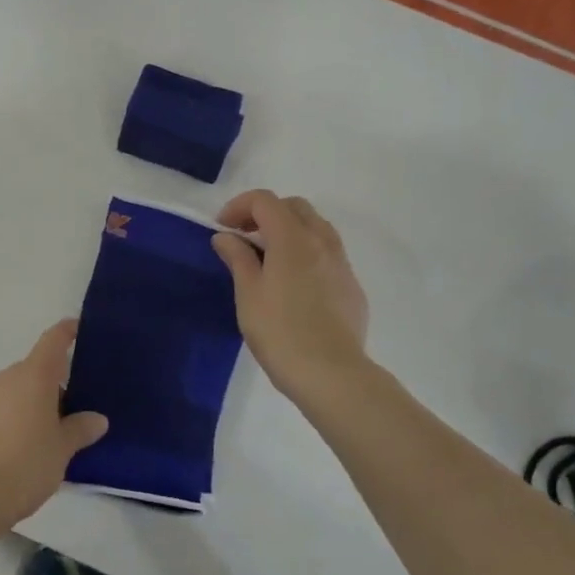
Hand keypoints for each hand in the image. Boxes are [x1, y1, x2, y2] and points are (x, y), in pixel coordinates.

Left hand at [0, 320, 108, 526]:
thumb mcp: (62, 449)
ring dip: (34, 404)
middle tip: (76, 408)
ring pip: (17, 391)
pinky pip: (1, 410)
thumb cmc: (24, 463)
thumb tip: (97, 419)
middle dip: (55, 383)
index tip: (78, 328)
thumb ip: (80, 429)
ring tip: (53, 434)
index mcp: (33, 375)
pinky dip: (16, 419)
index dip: (67, 331)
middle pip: (36, 369)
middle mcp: (7, 378)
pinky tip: (25, 448)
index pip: (53, 340)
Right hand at [212, 191, 372, 406]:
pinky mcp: (351, 286)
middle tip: (244, 237)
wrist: (331, 373)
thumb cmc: (280, 331)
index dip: (239, 206)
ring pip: (316, 228)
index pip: (265, 201)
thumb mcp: (248, 293)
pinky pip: (328, 254)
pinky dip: (306, 253)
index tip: (222, 228)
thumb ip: (237, 258)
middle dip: (266, 213)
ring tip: (268, 258)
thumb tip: (226, 236)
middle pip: (294, 207)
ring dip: (289, 231)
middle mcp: (322, 242)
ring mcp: (341, 264)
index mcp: (292, 238)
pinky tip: (293, 284)